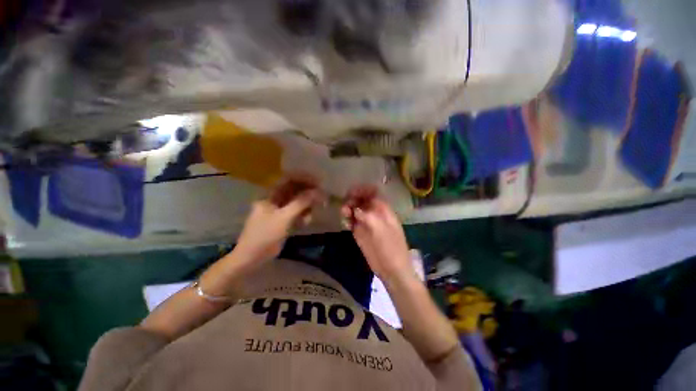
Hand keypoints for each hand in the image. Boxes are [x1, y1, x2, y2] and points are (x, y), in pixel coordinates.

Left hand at [234, 178, 323, 264]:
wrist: (252, 258)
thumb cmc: (264, 235)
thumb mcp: (283, 218)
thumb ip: (300, 203)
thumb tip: (317, 191)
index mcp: (270, 195)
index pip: (288, 179)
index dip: (303, 178)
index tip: (318, 182)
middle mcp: (275, 199)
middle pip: (295, 190)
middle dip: (308, 193)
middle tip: (321, 198)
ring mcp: (280, 210)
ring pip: (298, 202)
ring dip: (307, 207)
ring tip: (310, 215)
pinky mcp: (284, 220)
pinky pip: (297, 213)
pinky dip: (303, 216)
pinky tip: (304, 223)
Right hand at [342, 186, 414, 284]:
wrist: (391, 269)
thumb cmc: (391, 248)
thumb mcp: (381, 230)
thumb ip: (368, 216)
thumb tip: (355, 209)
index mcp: (383, 210)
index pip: (373, 193)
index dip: (363, 190)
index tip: (352, 192)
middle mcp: (374, 214)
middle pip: (361, 200)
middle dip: (353, 200)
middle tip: (346, 206)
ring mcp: (366, 223)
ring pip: (354, 211)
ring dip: (348, 209)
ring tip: (344, 214)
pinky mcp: (359, 233)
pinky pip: (351, 222)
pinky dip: (347, 220)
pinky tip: (346, 224)